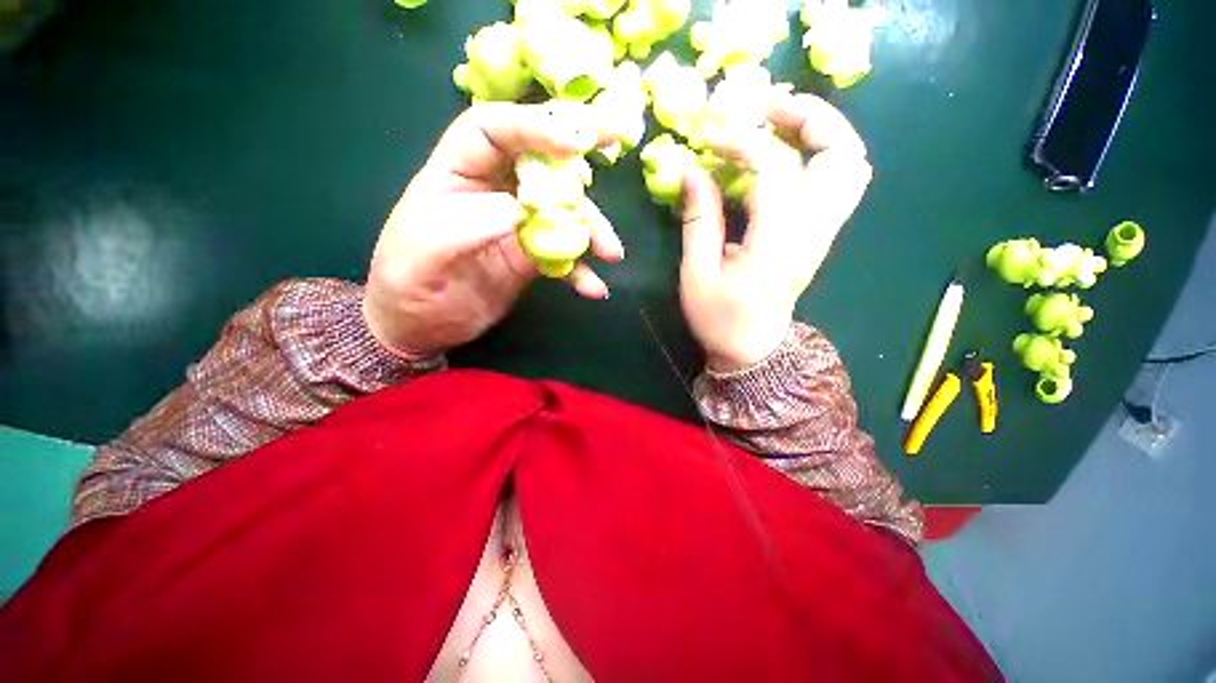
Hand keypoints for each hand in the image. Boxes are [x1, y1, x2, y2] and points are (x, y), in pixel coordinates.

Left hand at [363, 103, 623, 355]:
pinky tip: (593, 288)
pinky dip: (581, 270)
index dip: (531, 125)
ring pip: (562, 211)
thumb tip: (521, 211)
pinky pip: (564, 255)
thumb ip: (467, 226)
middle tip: (616, 141)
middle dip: (577, 154)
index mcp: (457, 173)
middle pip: (539, 160)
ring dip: (591, 229)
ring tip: (611, 254)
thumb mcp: (423, 254)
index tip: (571, 142)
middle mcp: (493, 191)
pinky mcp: (532, 257)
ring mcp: (518, 226)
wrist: (421, 327)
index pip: (492, 130)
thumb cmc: (408, 285)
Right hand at [679, 94, 872, 370]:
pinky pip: (836, 181)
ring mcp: (823, 231)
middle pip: (842, 154)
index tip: (710, 136)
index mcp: (777, 245)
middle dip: (809, 117)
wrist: (752, 346)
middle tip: (766, 106)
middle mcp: (813, 231)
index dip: (743, 143)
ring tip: (777, 122)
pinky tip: (781, 155)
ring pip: (849, 164)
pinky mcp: (819, 233)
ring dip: (820, 132)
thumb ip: (698, 219)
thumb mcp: (697, 273)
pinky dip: (816, 154)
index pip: (776, 169)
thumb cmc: (719, 317)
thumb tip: (691, 168)